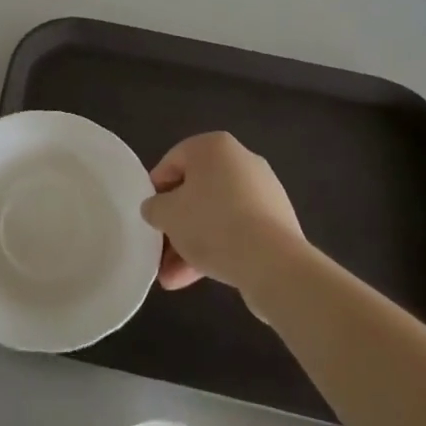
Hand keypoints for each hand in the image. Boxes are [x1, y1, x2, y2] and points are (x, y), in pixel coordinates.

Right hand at [140, 132, 305, 293]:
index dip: (155, 190)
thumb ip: (154, 207)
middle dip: (176, 225)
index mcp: (214, 146)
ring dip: (192, 244)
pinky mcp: (276, 223)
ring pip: (216, 215)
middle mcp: (241, 161)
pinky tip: (197, 278)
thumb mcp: (167, 214)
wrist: (274, 263)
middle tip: (160, 251)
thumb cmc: (212, 224)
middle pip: (196, 191)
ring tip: (172, 279)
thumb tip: (156, 209)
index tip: (149, 216)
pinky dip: (218, 248)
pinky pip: (238, 230)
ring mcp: (262, 192)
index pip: (173, 161)